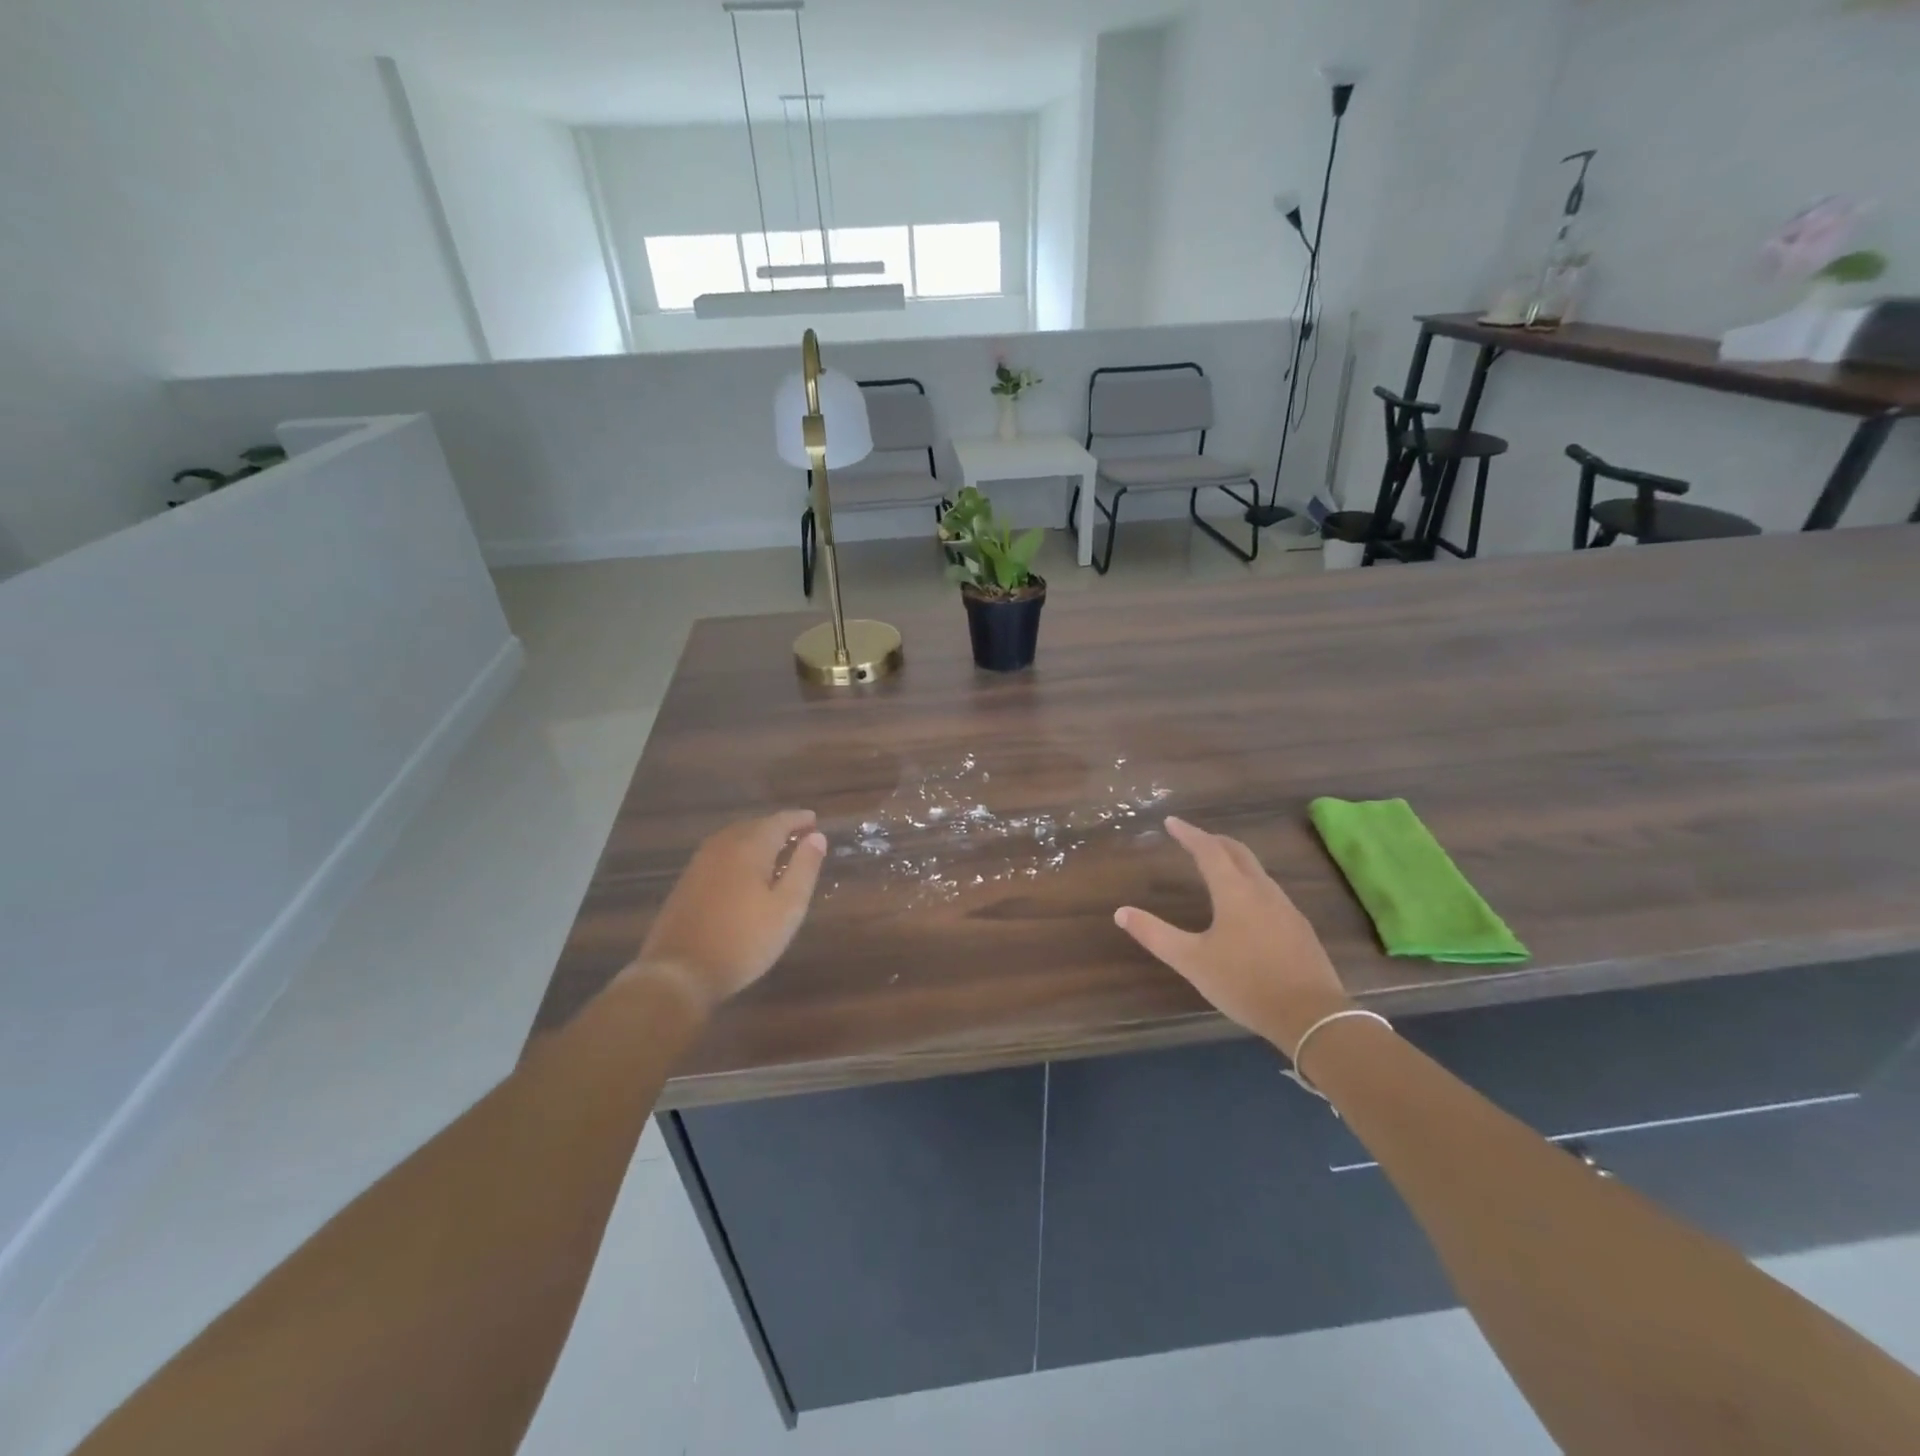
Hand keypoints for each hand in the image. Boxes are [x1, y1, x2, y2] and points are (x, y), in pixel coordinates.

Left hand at [628, 810, 827, 1012]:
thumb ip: (804, 868)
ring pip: (734, 838)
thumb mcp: (787, 908)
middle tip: (800, 835)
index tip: (815, 820)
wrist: (679, 972)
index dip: (798, 819)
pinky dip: (739, 852)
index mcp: (750, 847)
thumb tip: (817, 837)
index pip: (779, 821)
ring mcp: (700, 863)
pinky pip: (720, 854)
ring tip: (776, 851)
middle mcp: (722, 846)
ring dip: (757, 839)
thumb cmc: (743, 941)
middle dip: (778, 827)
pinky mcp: (687, 881)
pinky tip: (745, 871)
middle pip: (755, 825)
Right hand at [1115, 817, 1352, 1056]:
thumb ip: (1155, 935)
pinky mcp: (1299, 928)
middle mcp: (1262, 891)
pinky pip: (1270, 891)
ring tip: (1218, 865)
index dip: (1189, 834)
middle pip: (1238, 853)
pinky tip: (1247, 904)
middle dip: (1214, 840)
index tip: (1171, 822)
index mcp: (1234, 892)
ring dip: (1235, 860)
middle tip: (1194, 837)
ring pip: (1257, 872)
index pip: (1209, 850)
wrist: (1312, 1016)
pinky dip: (1250, 882)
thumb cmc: (1245, 983)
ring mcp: (1286, 909)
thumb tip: (1121, 912)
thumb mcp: (1192, 961)